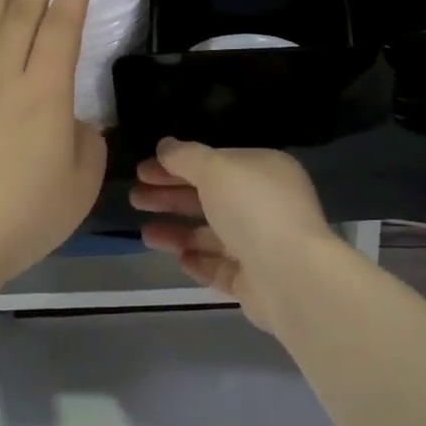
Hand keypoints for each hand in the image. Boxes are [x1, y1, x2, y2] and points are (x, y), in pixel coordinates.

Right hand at [131, 140, 342, 330]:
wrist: (290, 276)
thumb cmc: (253, 209)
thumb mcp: (215, 169)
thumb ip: (186, 156)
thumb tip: (165, 145)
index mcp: (264, 171)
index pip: (214, 162)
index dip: (176, 164)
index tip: (143, 170)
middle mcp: (266, 204)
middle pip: (210, 197)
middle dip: (171, 197)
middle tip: (134, 197)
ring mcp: (262, 244)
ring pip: (212, 234)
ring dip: (179, 232)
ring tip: (145, 234)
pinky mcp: (255, 280)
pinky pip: (221, 267)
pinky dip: (200, 261)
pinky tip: (180, 259)